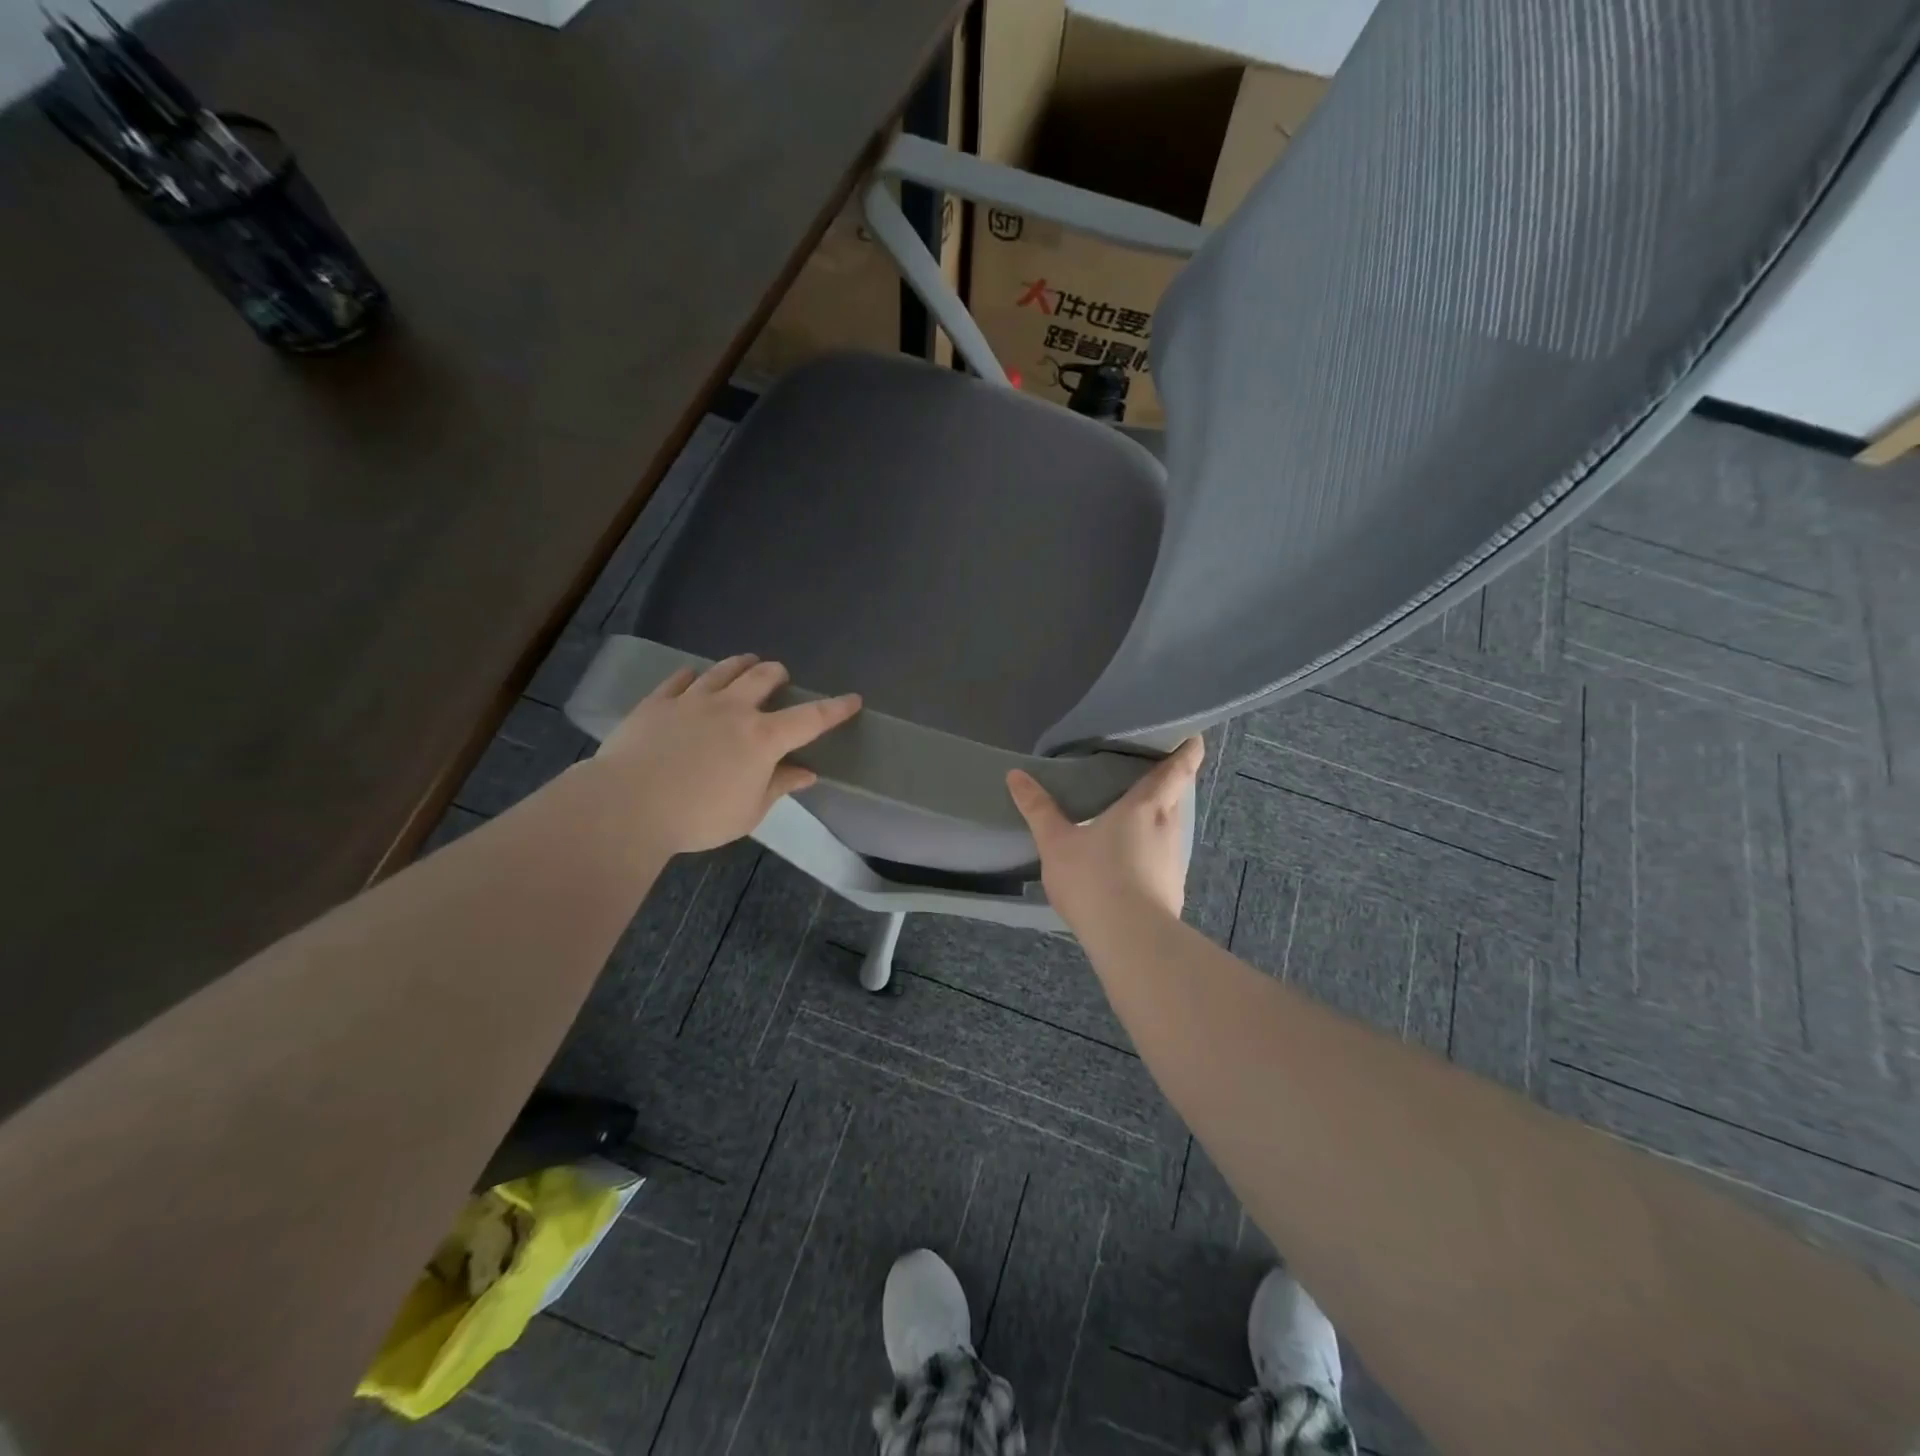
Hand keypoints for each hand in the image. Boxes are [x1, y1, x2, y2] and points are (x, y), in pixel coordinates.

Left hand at [590, 654, 860, 855]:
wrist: (628, 805)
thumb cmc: (699, 817)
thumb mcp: (749, 811)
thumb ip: (779, 786)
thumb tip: (806, 773)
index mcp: (762, 738)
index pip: (809, 718)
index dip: (835, 708)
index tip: (853, 699)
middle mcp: (732, 709)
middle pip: (763, 678)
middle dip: (777, 674)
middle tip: (780, 676)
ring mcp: (692, 701)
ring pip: (723, 670)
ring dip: (740, 665)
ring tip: (746, 663)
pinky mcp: (657, 703)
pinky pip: (680, 679)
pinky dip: (692, 676)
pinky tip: (692, 677)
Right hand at [1006, 736, 1203, 926]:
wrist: (1131, 941)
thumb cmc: (1095, 879)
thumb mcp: (1056, 843)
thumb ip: (1038, 808)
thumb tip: (1015, 774)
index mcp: (1145, 805)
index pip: (1178, 768)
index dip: (1187, 750)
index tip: (1191, 737)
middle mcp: (1168, 826)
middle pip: (1175, 795)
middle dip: (1167, 782)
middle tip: (1145, 772)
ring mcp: (1175, 860)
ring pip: (1170, 826)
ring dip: (1158, 816)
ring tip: (1133, 814)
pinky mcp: (1173, 887)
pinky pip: (1164, 855)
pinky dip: (1153, 847)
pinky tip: (1132, 859)